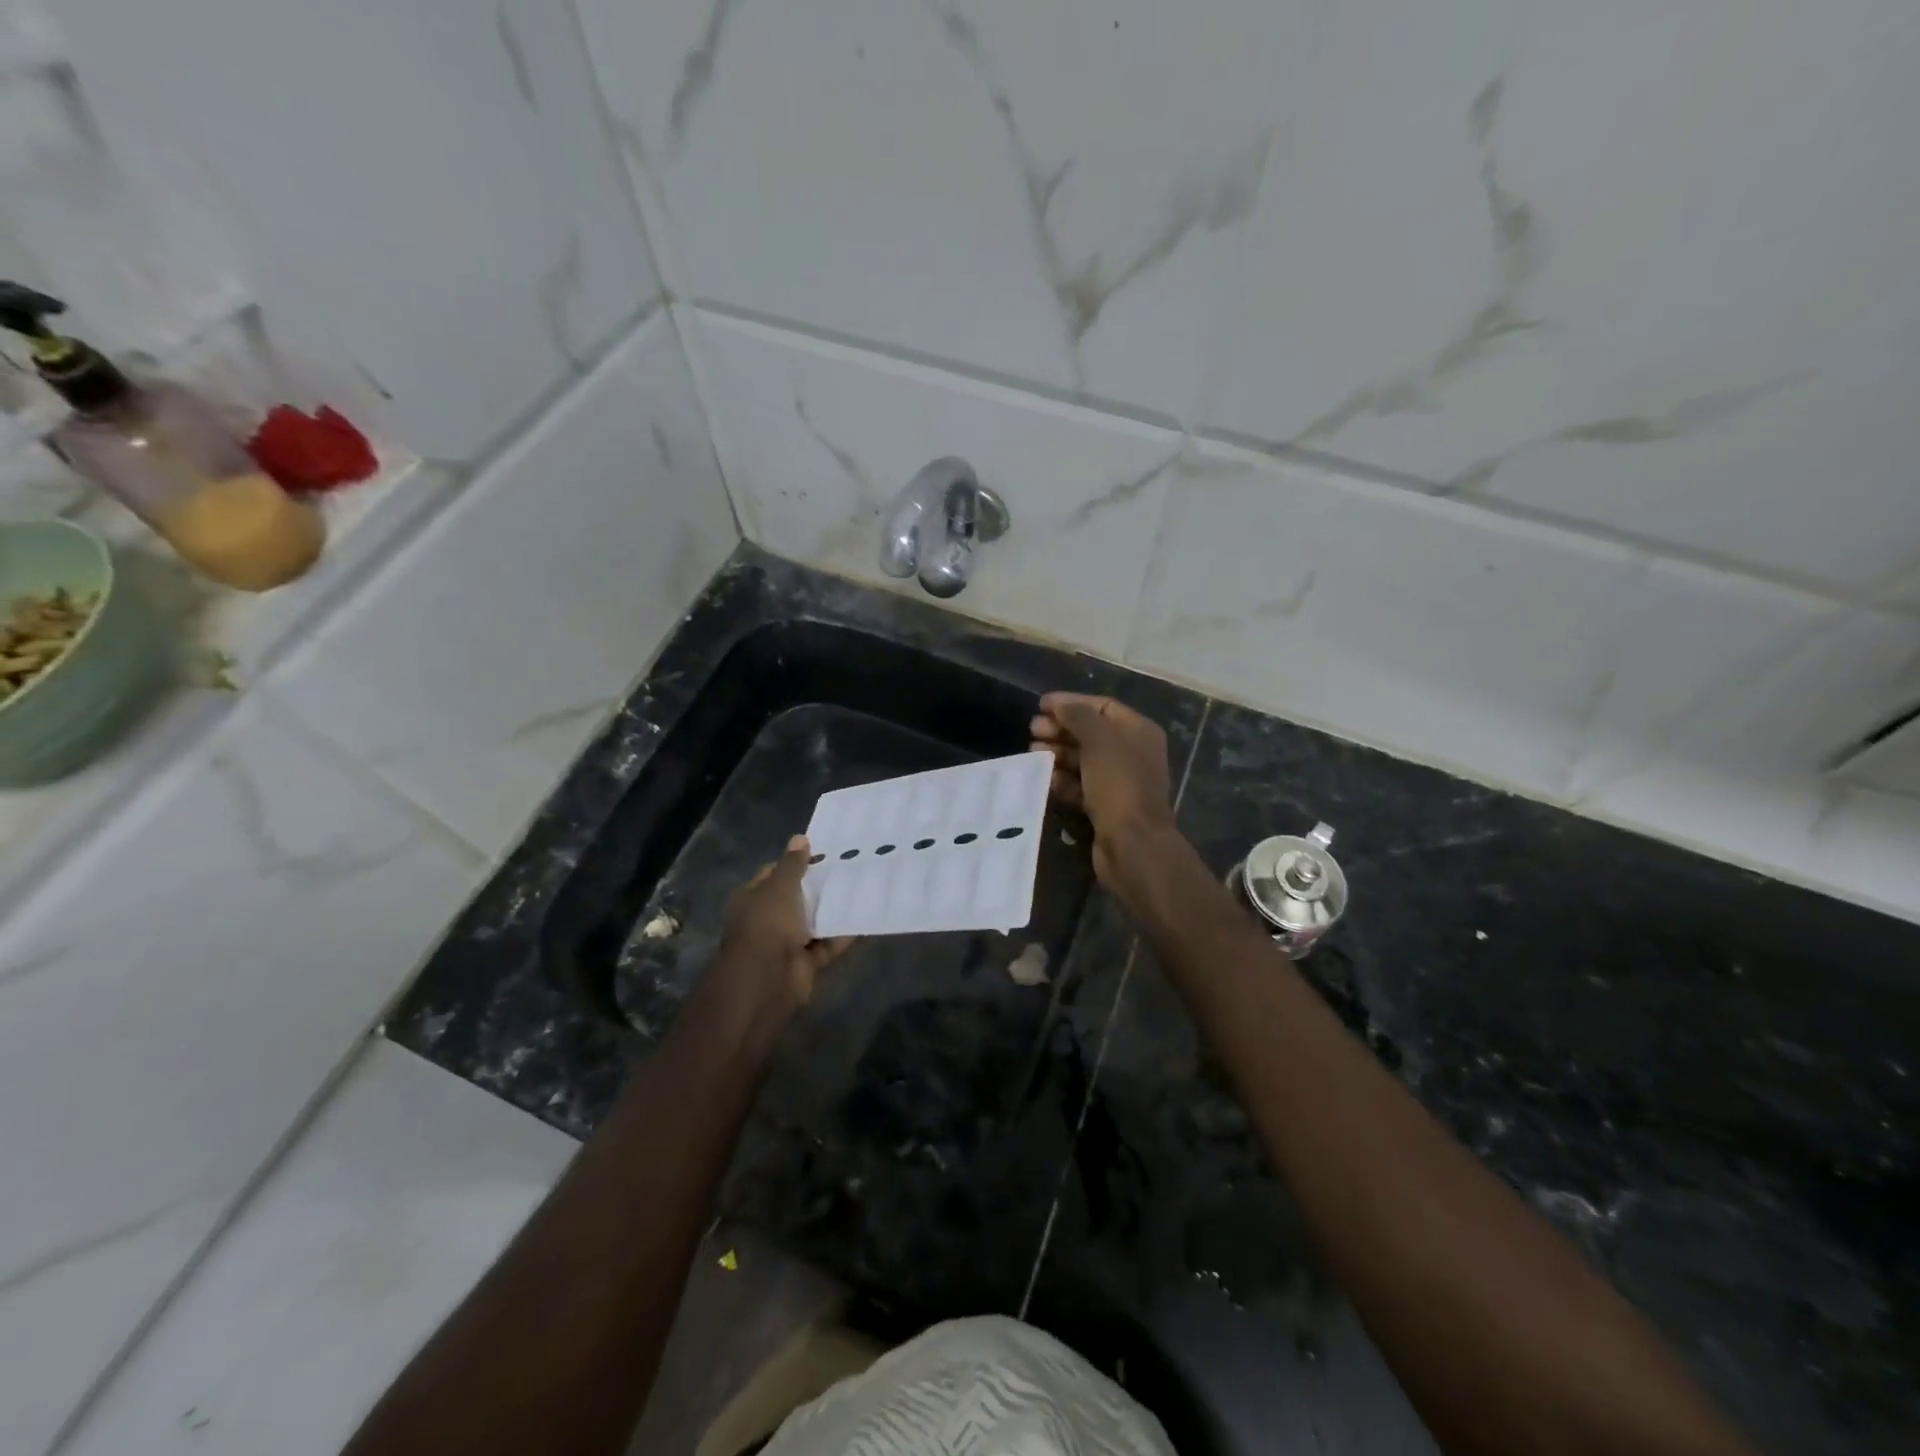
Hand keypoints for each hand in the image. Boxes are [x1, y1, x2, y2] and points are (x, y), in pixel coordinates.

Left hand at [716, 836, 855, 1030]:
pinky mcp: (805, 963)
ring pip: (814, 922)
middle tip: (850, 867)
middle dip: (819, 886)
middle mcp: (767, 919)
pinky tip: (864, 918)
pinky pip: (828, 945)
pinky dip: (842, 936)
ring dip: (833, 911)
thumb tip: (799, 838)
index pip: (774, 874)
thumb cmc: (768, 923)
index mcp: (753, 898)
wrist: (767, 980)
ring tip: (863, 888)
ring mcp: (786, 943)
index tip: (824, 852)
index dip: (796, 862)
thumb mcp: (780, 886)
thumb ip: (793, 864)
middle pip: (797, 898)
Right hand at [1030, 692, 1175, 885]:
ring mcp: (1119, 782)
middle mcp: (1131, 753)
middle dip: (1061, 729)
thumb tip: (1058, 704)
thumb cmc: (1118, 784)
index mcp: (1138, 731)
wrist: (1133, 844)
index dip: (1071, 702)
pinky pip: (1081, 786)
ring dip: (1057, 754)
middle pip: (1091, 732)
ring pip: (1083, 760)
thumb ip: (1077, 716)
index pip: (1102, 706)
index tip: (1040, 705)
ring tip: (1033, 752)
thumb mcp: (1099, 741)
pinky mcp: (1106, 807)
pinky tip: (1045, 778)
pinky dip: (1063, 780)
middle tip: (1032, 730)